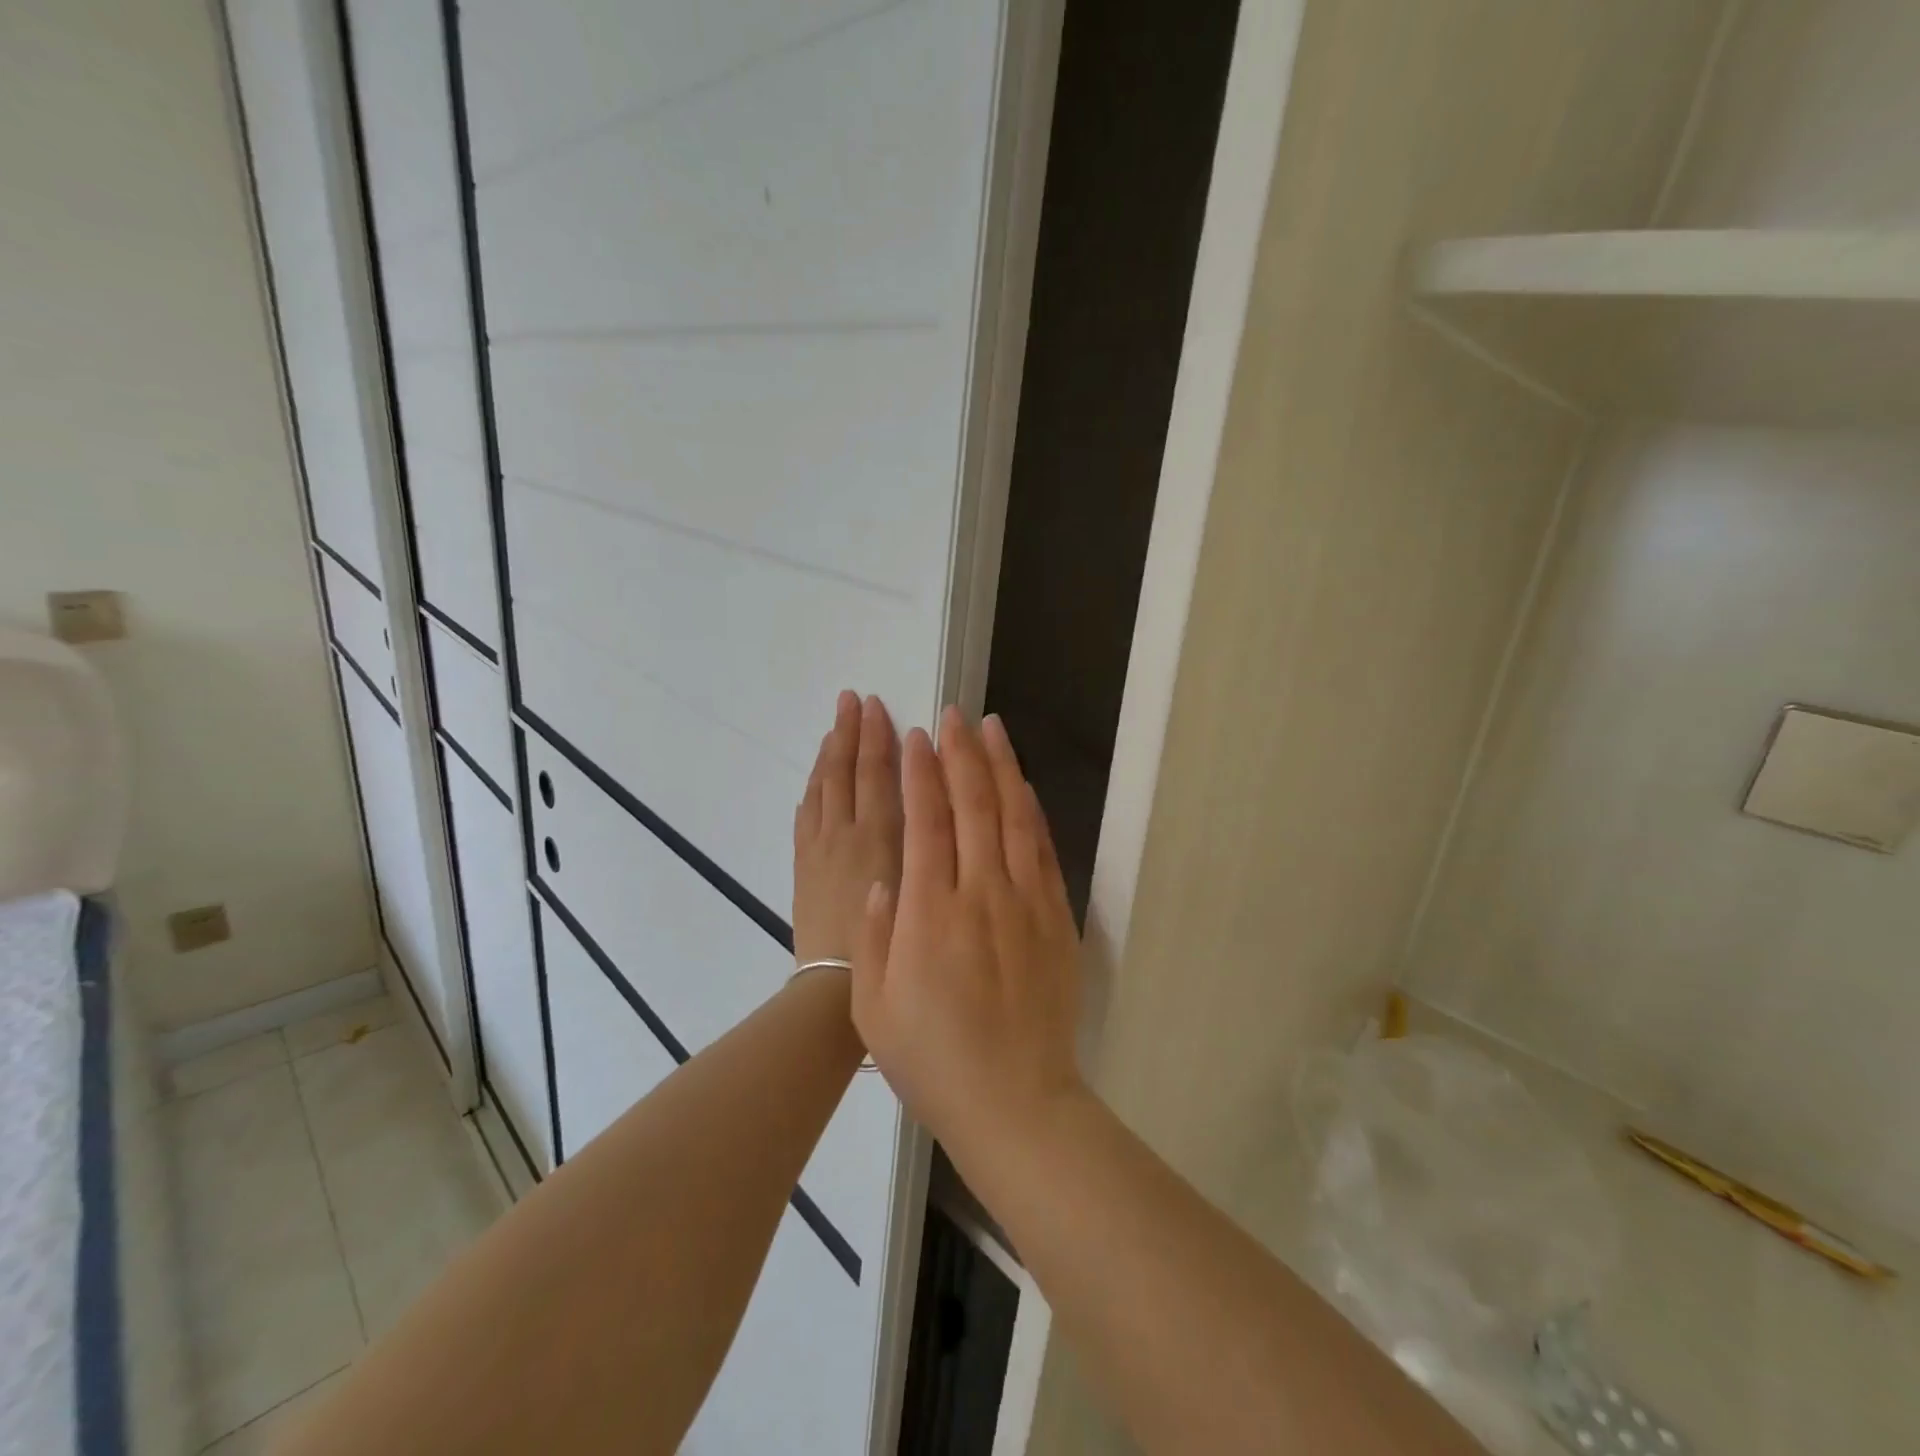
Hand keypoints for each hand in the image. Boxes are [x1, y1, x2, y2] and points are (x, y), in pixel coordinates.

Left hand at [792, 692, 902, 967]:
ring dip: (829, 754)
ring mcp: (818, 847)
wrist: (832, 985)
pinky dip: (813, 790)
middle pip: (845, 771)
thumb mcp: (919, 888)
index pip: (876, 773)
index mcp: (878, 835)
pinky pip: (805, 815)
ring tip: (836, 725)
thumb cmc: (889, 943)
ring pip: (822, 788)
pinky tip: (817, 779)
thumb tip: (928, 798)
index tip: (877, 707)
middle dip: (850, 732)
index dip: (876, 738)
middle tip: (852, 699)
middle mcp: (845, 832)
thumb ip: (923, 840)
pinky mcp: (802, 866)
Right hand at [851, 707, 1083, 1163]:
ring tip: (992, 728)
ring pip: (1013, 817)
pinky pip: (1044, 850)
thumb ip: (872, 937)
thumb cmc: (933, 1060)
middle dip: (960, 754)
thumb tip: (882, 878)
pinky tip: (1024, 786)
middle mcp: (980, 894)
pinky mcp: (1056, 918)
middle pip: (972, 805)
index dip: (921, 774)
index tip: (916, 738)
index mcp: (929, 913)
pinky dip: (1032, 811)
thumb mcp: (874, 1008)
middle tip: (953, 714)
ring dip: (1001, 767)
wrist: (1015, 1102)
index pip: (926, 823)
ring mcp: (1025, 903)